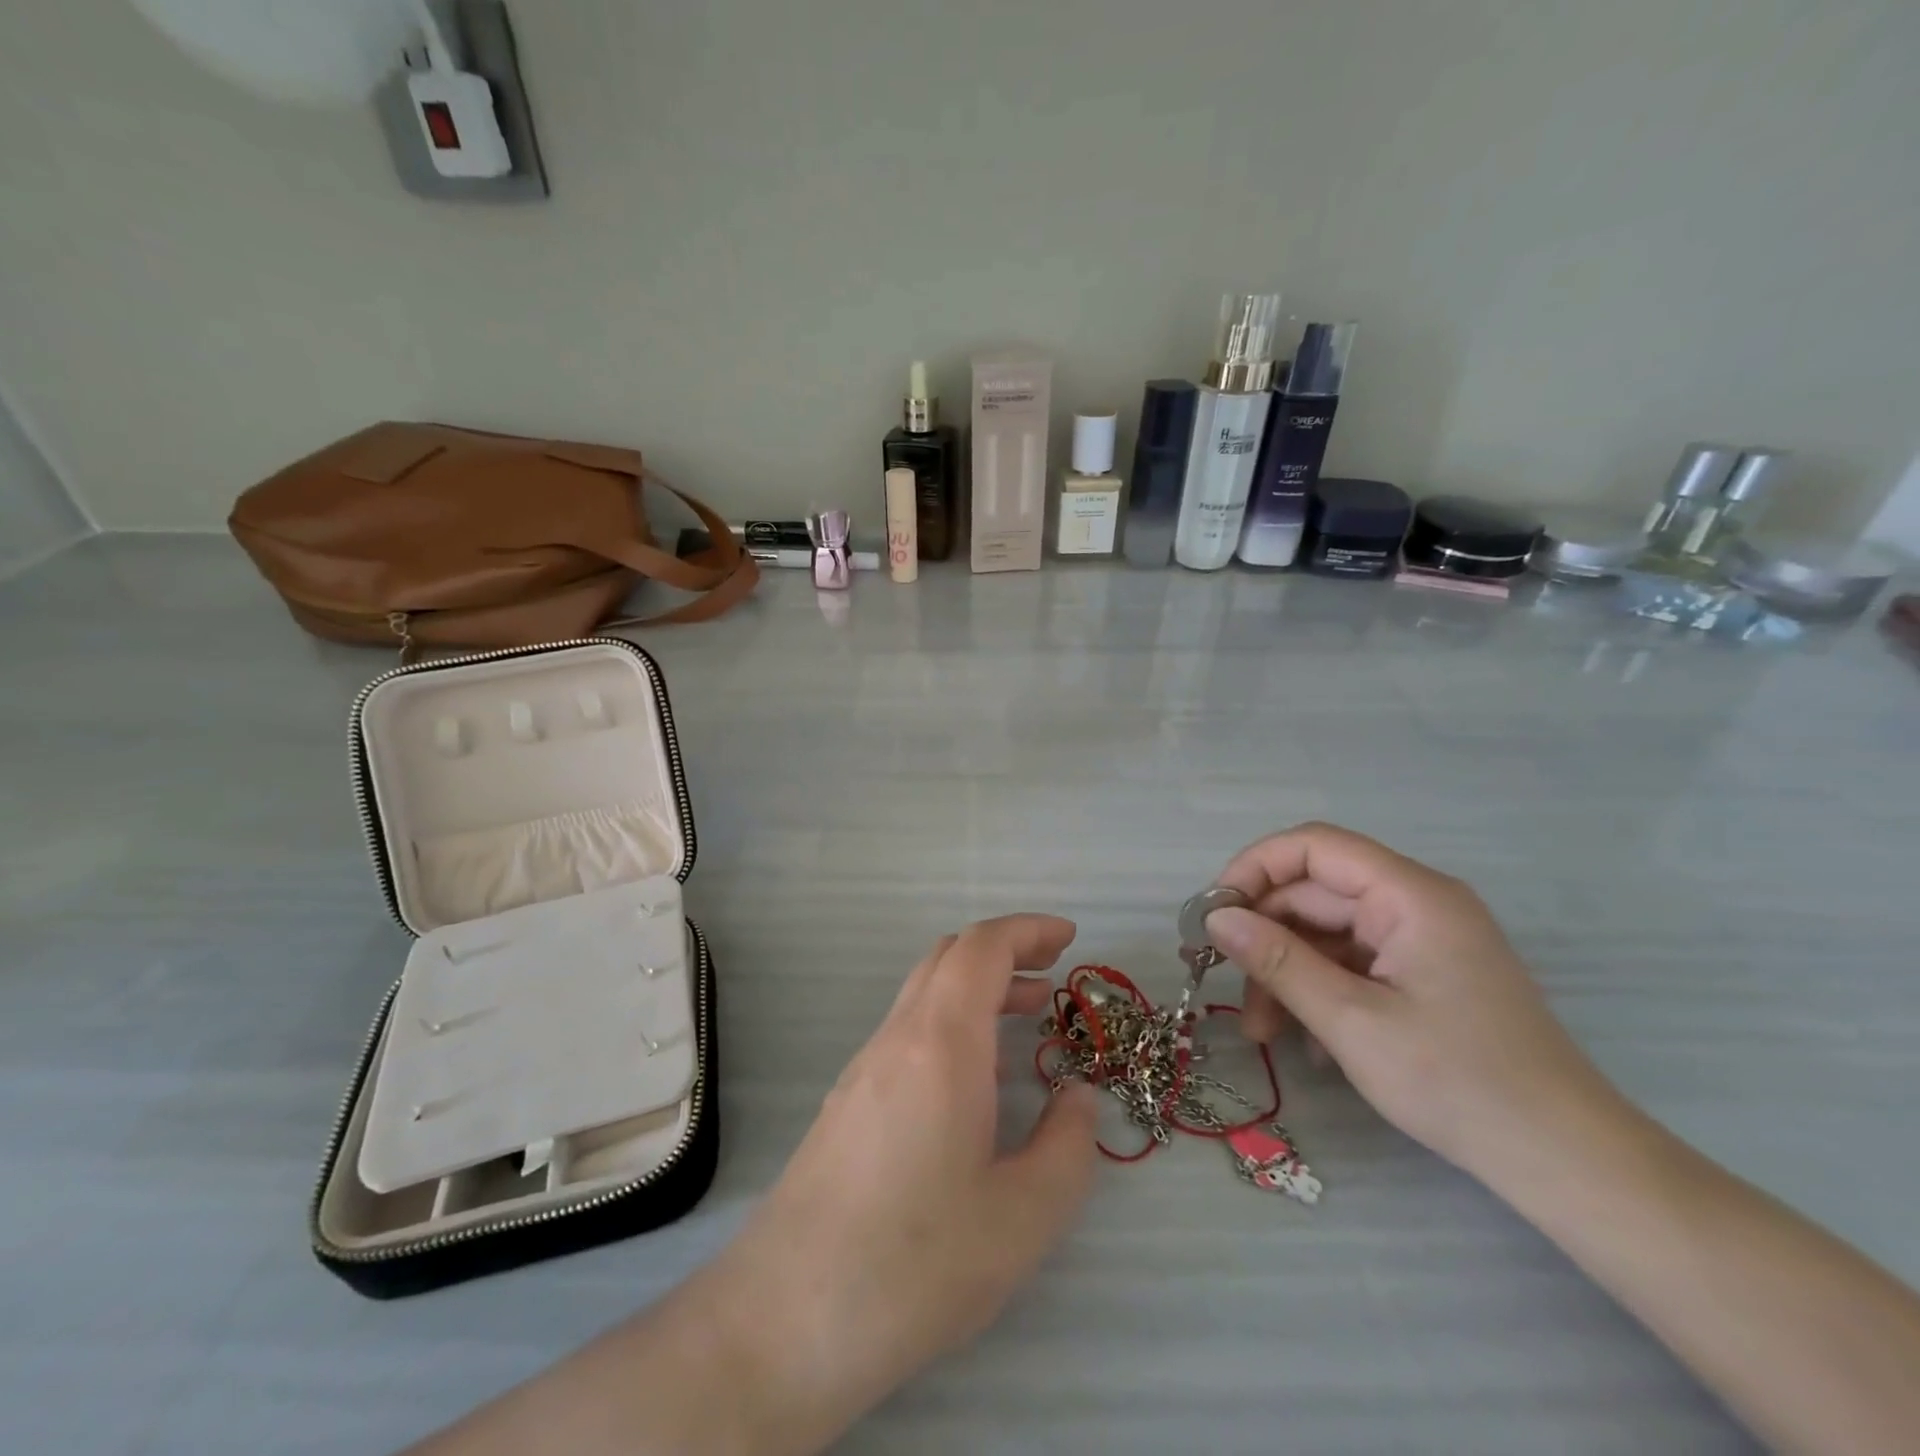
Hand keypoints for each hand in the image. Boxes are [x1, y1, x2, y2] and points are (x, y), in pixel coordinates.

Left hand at [715, 915, 1100, 1447]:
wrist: (785, 1320)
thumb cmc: (914, 1263)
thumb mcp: (1023, 1217)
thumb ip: (1068, 1146)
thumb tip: (1077, 1095)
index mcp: (940, 1044)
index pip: (981, 947)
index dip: (1028, 930)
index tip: (1070, 938)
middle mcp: (897, 1038)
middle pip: (949, 956)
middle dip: (1005, 950)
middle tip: (1053, 975)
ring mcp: (864, 1067)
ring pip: (925, 992)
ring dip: (977, 986)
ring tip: (1026, 1017)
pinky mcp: (847, 1100)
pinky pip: (907, 1029)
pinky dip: (951, 1020)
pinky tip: (974, 1076)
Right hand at [1205, 823, 1619, 1179]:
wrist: (1566, 1162)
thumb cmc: (1458, 1083)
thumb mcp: (1351, 1021)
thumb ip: (1278, 961)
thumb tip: (1216, 917)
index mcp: (1410, 895)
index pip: (1313, 846)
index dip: (1254, 868)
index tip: (1214, 913)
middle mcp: (1416, 903)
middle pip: (1314, 894)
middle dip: (1265, 937)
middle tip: (1225, 984)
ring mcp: (1421, 939)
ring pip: (1326, 933)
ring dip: (1287, 973)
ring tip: (1262, 1032)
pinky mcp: (1423, 973)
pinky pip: (1352, 962)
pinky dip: (1320, 991)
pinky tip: (1306, 1042)